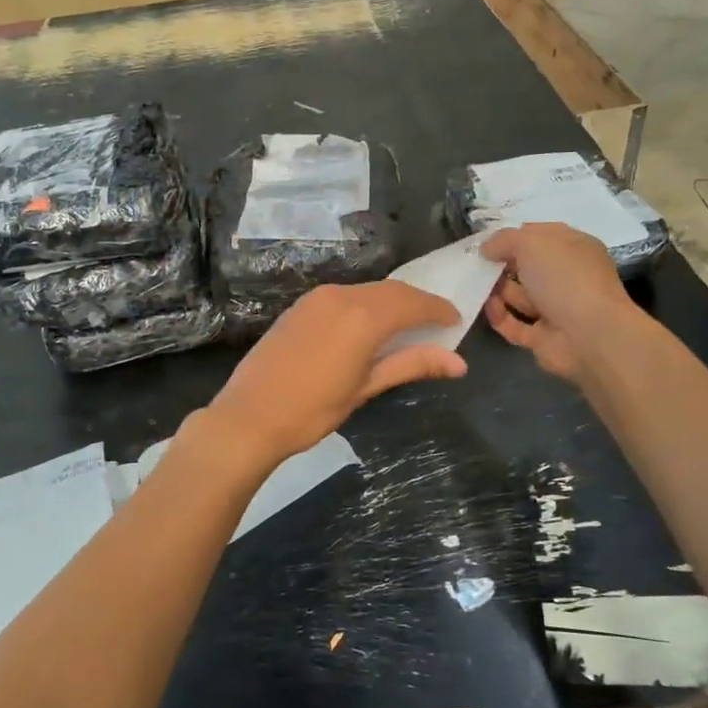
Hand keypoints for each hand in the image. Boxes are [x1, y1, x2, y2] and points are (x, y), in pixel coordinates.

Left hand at [208, 282, 467, 466]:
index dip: (438, 309)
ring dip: (391, 303)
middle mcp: (342, 296)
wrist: (249, 415)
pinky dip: (366, 305)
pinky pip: (345, 296)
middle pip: (392, 291)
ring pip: (367, 291)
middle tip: (437, 323)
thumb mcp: (366, 388)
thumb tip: (458, 362)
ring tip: (408, 326)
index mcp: (363, 316)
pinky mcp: (301, 306)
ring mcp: (317, 298)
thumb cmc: (312, 410)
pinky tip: (369, 326)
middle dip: (417, 303)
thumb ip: (411, 365)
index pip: (413, 303)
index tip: (456, 320)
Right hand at [480, 223, 635, 381]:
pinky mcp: (543, 337)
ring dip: (496, 290)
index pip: (538, 235)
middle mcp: (566, 276)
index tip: (484, 242)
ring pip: (519, 295)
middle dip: (500, 265)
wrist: (590, 336)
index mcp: (572, 247)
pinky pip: (514, 324)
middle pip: (526, 266)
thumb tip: (486, 249)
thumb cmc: (564, 279)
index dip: (512, 236)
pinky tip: (485, 308)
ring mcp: (556, 308)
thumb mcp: (531, 243)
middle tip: (474, 265)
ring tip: (473, 286)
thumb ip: (504, 240)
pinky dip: (499, 316)